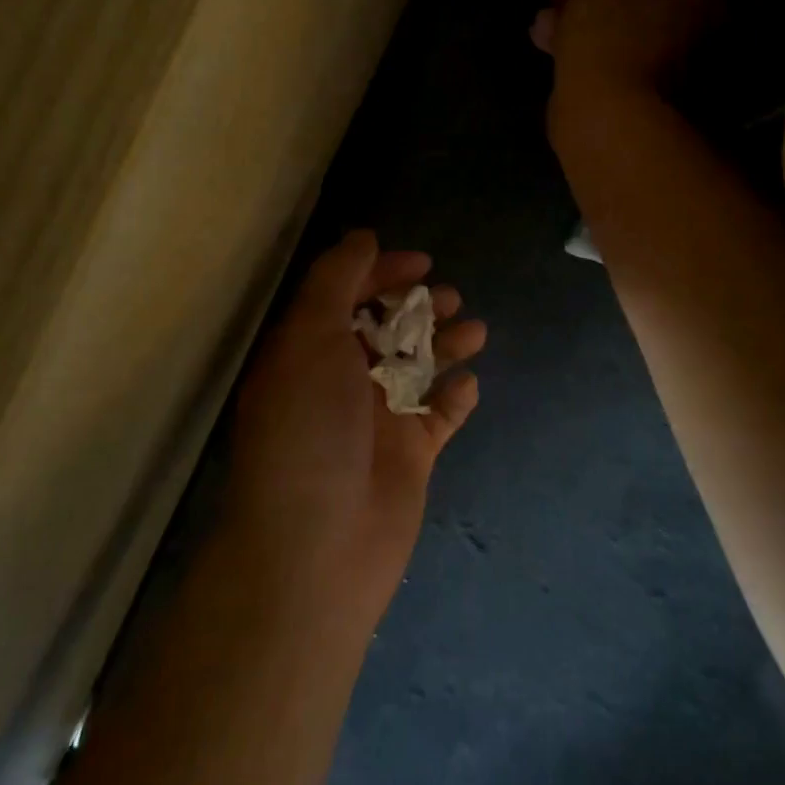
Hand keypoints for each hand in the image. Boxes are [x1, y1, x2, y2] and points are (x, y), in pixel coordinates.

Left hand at [223, 231, 486, 631]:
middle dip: (420, 307)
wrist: (318, 549)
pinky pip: (439, 416)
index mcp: (309, 352)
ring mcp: (377, 420)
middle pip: (386, 329)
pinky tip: (468, 387)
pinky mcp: (409, 456)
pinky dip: (455, 398)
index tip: (421, 263)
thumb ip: (335, 281)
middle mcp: (341, 381)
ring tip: (475, 332)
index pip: (346, 297)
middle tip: (450, 300)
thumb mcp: (310, 338)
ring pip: (418, 368)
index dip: (381, 273)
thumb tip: (363, 235)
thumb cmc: (310, 431)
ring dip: (446, 345)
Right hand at [530, 0, 719, 123]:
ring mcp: (656, 59)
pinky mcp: (626, 84)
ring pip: (609, 20)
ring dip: (572, 10)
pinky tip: (542, 36)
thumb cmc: (609, 33)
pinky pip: (598, 49)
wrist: (604, 117)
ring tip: (544, 12)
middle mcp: (683, 24)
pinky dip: (572, 40)